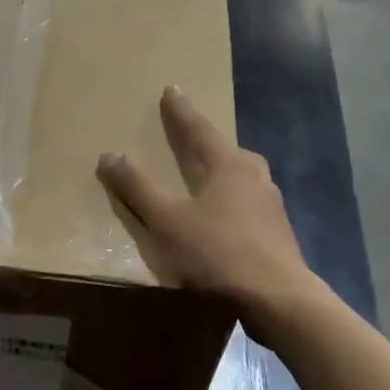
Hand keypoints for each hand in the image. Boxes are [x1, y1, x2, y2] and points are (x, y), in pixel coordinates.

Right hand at [96, 88, 331, 343]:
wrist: (279, 300)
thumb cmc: (218, 252)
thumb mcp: (167, 221)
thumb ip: (138, 188)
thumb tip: (109, 154)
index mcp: (228, 165)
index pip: (198, 129)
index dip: (181, 111)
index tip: (172, 89)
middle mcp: (254, 177)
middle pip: (228, 151)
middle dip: (208, 143)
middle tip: (192, 138)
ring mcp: (272, 206)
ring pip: (243, 179)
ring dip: (224, 174)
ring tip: (208, 180)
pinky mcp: (280, 234)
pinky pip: (250, 206)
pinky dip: (233, 204)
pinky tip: (225, 222)